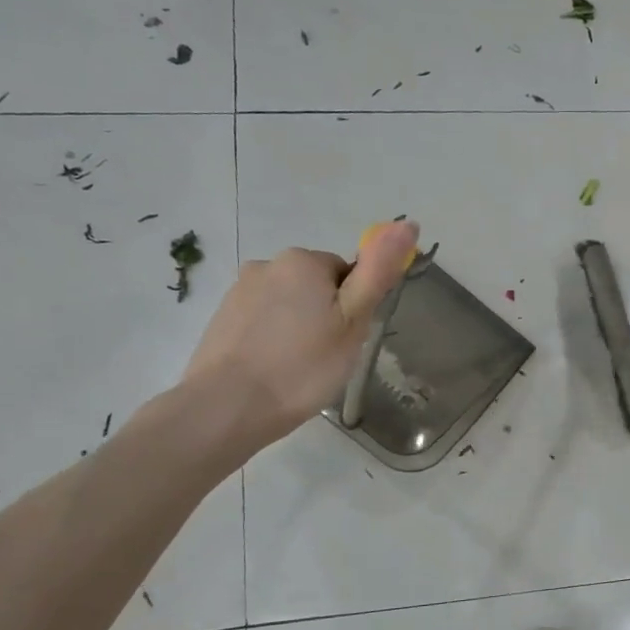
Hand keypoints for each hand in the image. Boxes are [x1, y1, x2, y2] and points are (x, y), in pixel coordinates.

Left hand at [180, 221, 419, 463]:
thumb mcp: (353, 321)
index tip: (347, 340)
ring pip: (288, 305)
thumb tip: (407, 222)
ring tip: (299, 369)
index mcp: (304, 261)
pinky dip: (273, 340)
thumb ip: (379, 271)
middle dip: (326, 316)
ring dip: (299, 328)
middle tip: (328, 357)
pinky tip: (274, 370)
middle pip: (316, 286)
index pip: (347, 274)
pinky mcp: (222, 318)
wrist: (227, 407)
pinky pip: (263, 322)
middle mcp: (268, 264)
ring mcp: (239, 291)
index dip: (354, 308)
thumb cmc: (302, 366)